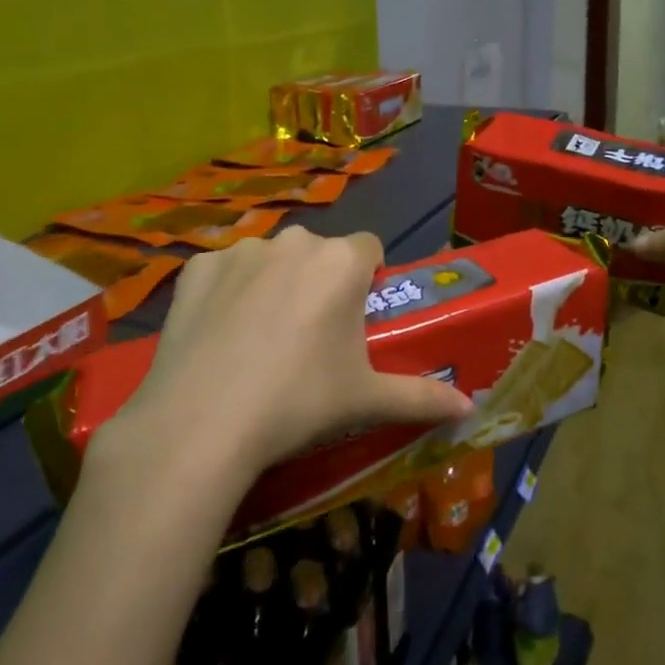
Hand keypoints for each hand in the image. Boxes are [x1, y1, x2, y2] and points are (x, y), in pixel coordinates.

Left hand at [119, 227, 471, 476]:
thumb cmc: (299, 403)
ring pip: (270, 260)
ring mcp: (239, 250)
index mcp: (341, 262)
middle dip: (319, 282)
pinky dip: (227, 294)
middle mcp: (293, 241)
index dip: (367, 281)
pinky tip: (218, 336)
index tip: (355, 320)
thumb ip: (422, 398)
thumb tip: (469, 410)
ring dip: (274, 284)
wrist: (202, 423)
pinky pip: (224, 272)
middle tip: (309, 339)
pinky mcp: (195, 267)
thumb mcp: (366, 402)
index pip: (369, 249)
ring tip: (259, 341)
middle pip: (318, 253)